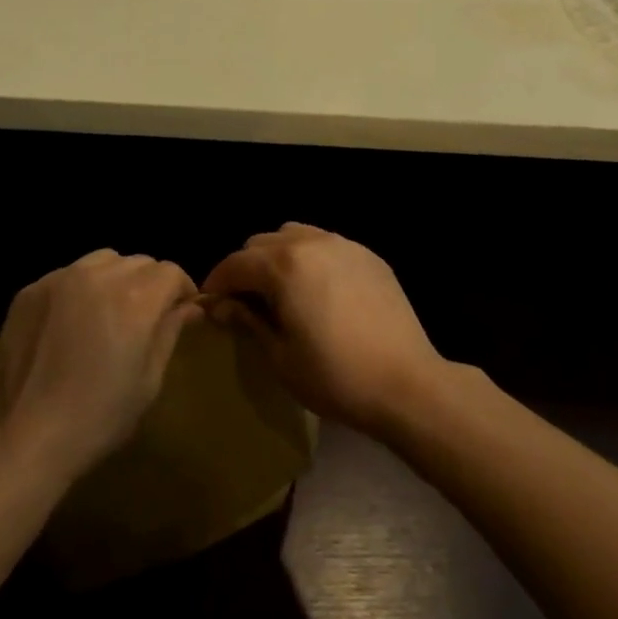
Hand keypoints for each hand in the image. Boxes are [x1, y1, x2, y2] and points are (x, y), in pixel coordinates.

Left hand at [0, 250, 199, 488]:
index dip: (182, 289)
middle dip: (150, 284)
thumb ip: (170, 333)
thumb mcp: (148, 381)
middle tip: (146, 317)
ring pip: (103, 261)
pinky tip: (71, 322)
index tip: (181, 311)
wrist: (23, 439)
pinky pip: (67, 275)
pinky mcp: (31, 290)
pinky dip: (79, 289)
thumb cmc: (97, 418)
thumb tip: (190, 307)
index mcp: (136, 298)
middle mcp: (100, 276)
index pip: (170, 272)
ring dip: (116, 278)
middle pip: (139, 262)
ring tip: (109, 312)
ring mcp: (60, 278)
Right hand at [201, 222, 444, 436]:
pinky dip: (311, 259)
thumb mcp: (280, 356)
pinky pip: (326, 244)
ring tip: (282, 291)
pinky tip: (319, 291)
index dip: (216, 283)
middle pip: (262, 242)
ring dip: (278, 257)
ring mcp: (343, 244)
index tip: (211, 305)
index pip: (235, 264)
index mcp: (283, 265)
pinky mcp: (368, 255)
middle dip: (246, 268)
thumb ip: (247, 321)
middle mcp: (311, 242)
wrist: (406, 383)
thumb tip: (220, 305)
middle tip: (246, 302)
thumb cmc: (335, 376)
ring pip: (295, 235)